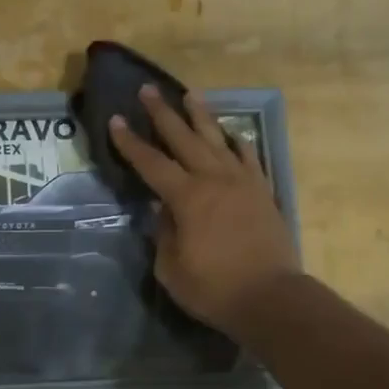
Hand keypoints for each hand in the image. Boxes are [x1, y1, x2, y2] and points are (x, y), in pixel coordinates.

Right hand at [109, 85, 299, 337]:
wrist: (272, 298)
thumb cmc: (215, 289)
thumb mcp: (172, 269)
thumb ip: (164, 233)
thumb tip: (162, 209)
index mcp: (187, 198)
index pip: (151, 163)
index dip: (131, 142)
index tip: (116, 120)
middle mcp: (214, 180)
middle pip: (184, 139)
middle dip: (163, 114)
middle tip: (148, 90)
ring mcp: (243, 183)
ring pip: (218, 140)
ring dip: (201, 117)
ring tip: (190, 95)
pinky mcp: (262, 192)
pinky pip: (248, 158)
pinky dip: (237, 143)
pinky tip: (231, 134)